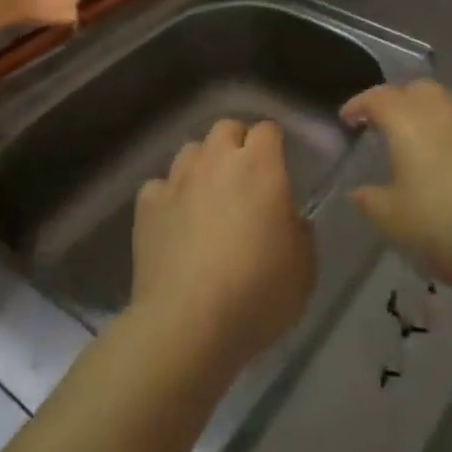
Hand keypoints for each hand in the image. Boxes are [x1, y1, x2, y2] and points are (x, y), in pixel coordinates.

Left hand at [131, 119, 315, 379]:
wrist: (188, 323)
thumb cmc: (256, 294)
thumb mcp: (304, 271)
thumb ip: (300, 232)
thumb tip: (288, 219)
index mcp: (260, 166)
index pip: (268, 129)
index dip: (273, 144)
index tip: (278, 167)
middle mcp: (217, 160)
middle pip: (226, 128)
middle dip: (236, 144)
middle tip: (244, 177)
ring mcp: (178, 179)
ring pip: (190, 150)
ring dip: (202, 165)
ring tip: (207, 195)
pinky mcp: (148, 204)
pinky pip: (159, 185)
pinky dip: (169, 196)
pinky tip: (174, 220)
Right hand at [342, 80, 451, 303]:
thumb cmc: (445, 226)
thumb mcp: (393, 220)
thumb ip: (370, 200)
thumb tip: (358, 190)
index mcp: (407, 120)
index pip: (376, 98)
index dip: (358, 105)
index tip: (346, 119)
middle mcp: (440, 110)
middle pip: (413, 89)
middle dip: (393, 101)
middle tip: (378, 125)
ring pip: (440, 104)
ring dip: (420, 115)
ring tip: (408, 145)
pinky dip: (443, 133)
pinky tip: (440, 164)